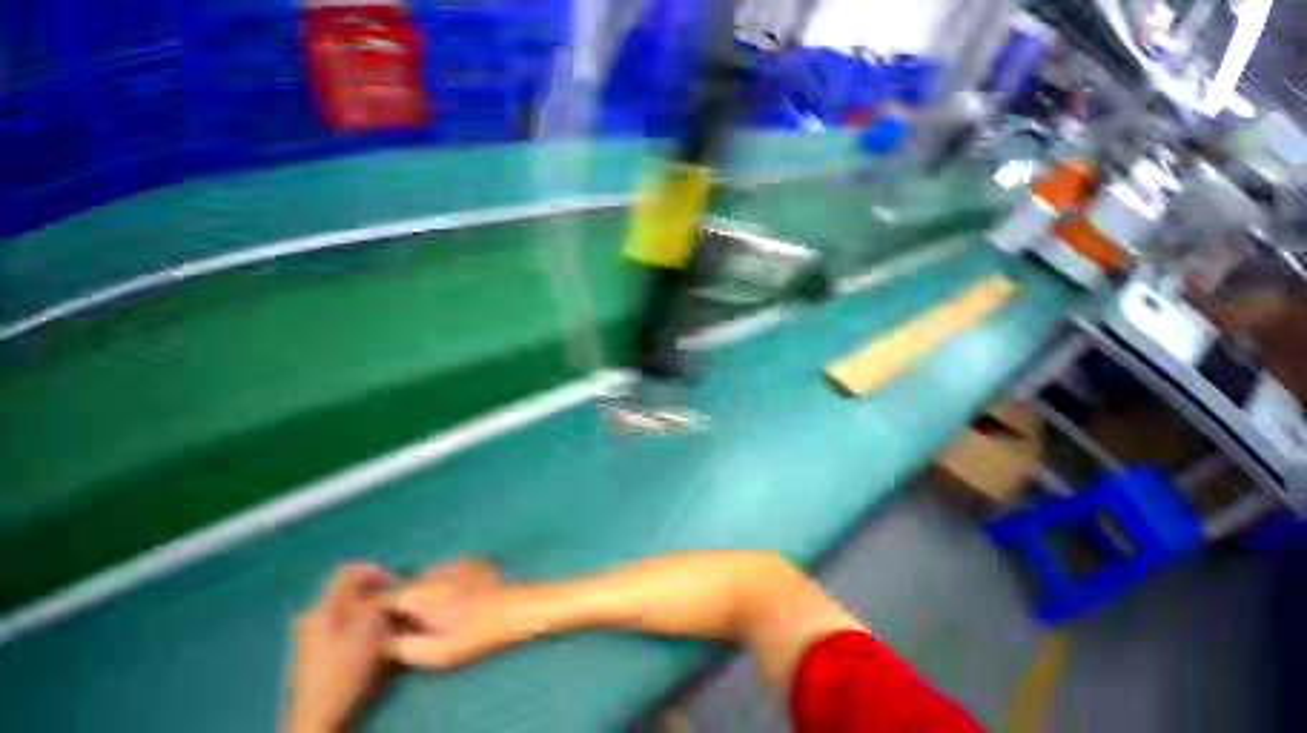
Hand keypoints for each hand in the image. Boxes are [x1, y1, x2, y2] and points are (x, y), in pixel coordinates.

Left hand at [284, 564, 393, 732]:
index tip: (394, 583)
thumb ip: (378, 605)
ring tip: (385, 625)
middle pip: (347, 590)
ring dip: (367, 610)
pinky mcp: (312, 649)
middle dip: (374, 593)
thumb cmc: (343, 671)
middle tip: (393, 606)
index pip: (348, 571)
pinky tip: (369, 641)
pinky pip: (339, 623)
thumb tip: (387, 591)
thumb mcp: (368, 633)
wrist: (316, 715)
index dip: (374, 570)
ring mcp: (308, 632)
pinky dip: (357, 624)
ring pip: (345, 608)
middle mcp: (312, 614)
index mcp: (323, 607)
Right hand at [381, 558, 528, 669]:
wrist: (515, 608)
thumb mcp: (434, 653)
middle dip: (402, 603)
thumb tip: (380, 640)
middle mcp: (433, 571)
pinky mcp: (471, 559)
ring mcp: (454, 561)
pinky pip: (445, 570)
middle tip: (415, 624)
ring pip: (425, 577)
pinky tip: (457, 597)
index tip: (383, 627)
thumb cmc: (475, 634)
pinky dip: (442, 582)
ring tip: (439, 611)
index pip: (383, 597)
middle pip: (404, 586)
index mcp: (419, 593)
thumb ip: (400, 647)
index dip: (377, 612)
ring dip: (423, 592)